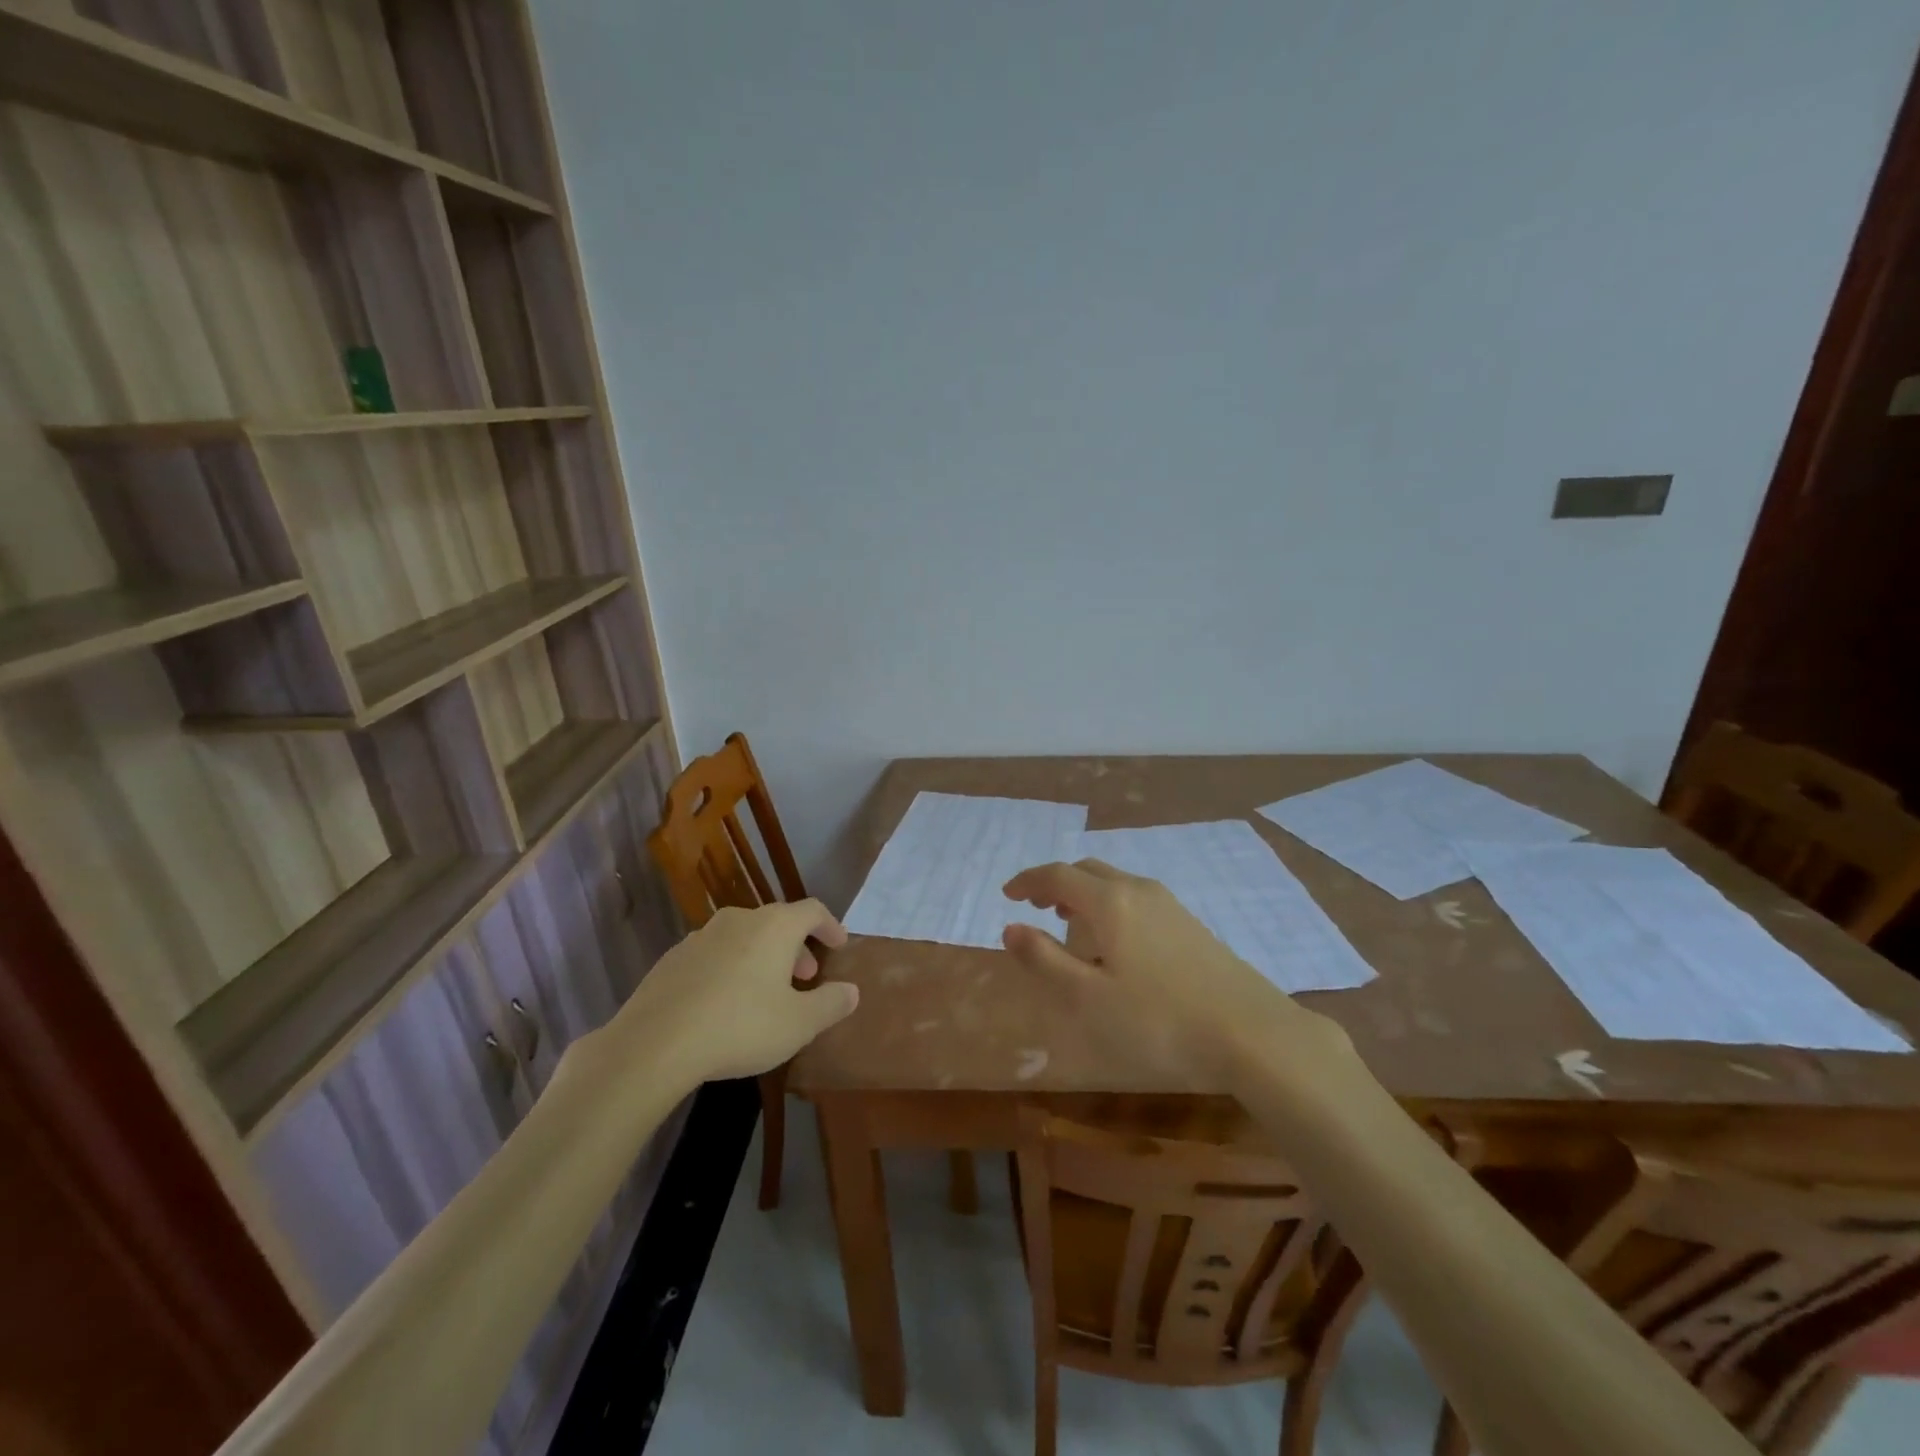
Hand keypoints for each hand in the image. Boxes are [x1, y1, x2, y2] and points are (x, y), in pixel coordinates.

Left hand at [610, 901, 857, 1085]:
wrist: (654, 1043)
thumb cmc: (740, 1026)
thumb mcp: (798, 1024)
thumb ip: (831, 1004)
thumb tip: (852, 990)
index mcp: (775, 926)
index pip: (813, 910)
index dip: (830, 925)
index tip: (839, 945)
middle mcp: (740, 919)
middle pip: (777, 922)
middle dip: (796, 946)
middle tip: (805, 976)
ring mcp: (701, 935)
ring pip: (744, 937)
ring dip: (762, 957)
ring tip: (766, 992)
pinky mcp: (673, 958)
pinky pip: (714, 954)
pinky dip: (730, 968)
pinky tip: (724, 1003)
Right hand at [1001, 860, 1346, 1074]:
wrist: (1253, 1033)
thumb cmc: (1159, 1020)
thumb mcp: (1089, 999)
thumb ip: (1045, 960)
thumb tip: (1010, 928)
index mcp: (1110, 902)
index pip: (1058, 875)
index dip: (1028, 880)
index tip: (1007, 894)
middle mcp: (1139, 890)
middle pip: (1088, 871)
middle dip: (1056, 884)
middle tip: (1036, 906)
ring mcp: (1170, 904)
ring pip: (1115, 883)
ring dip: (1085, 894)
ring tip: (1070, 925)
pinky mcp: (1190, 924)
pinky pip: (1136, 898)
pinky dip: (1110, 905)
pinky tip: (1116, 943)